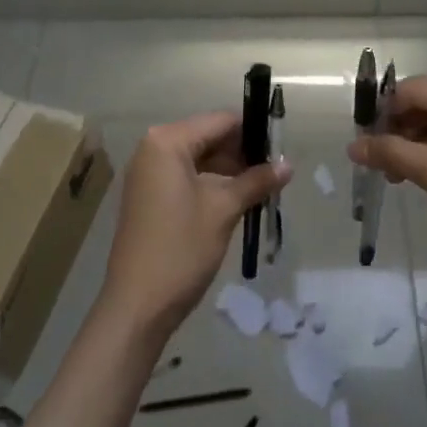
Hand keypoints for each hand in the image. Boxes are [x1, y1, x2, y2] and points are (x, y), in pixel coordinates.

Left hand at [99, 112, 289, 335]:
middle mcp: (153, 148)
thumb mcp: (224, 210)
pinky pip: (185, 176)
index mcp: (167, 141)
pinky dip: (210, 183)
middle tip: (275, 172)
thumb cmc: (181, 249)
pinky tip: (237, 199)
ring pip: (198, 158)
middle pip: (208, 137)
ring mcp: (147, 172)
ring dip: (229, 170)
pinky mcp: (148, 195)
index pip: (220, 121)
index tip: (281, 149)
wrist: (137, 306)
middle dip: (242, 153)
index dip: (253, 132)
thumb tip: (288, 164)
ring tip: (262, 187)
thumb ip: (256, 181)